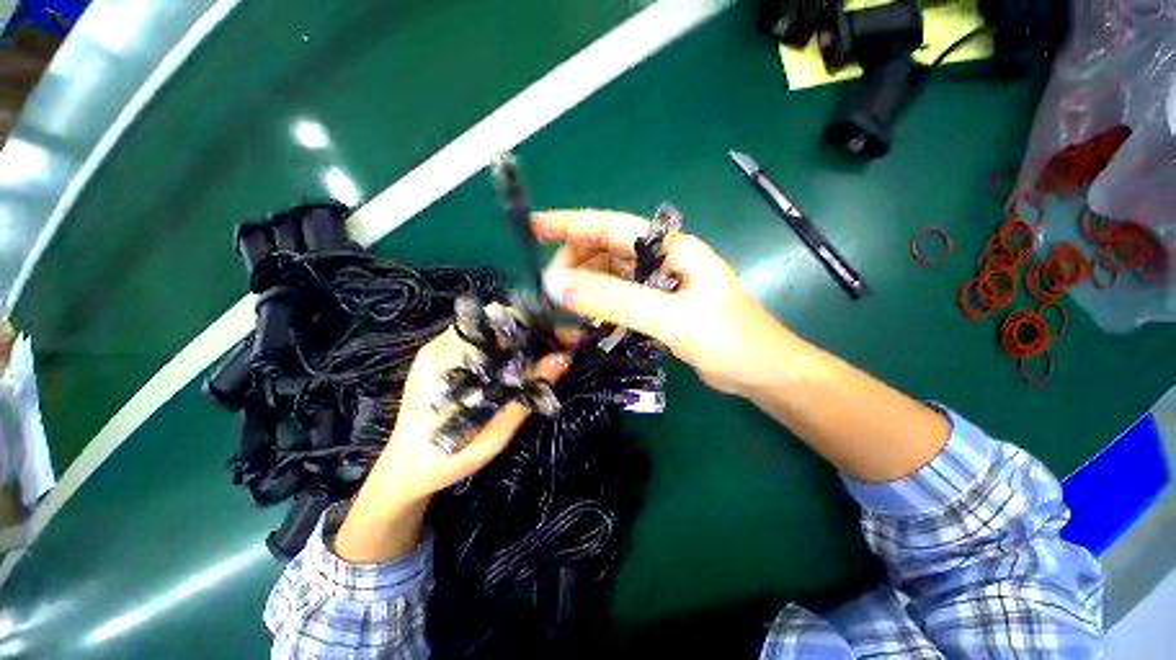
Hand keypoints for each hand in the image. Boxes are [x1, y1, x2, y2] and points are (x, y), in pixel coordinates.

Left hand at [334, 324, 569, 562]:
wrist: (406, 468)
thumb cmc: (447, 458)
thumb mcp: (492, 435)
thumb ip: (526, 396)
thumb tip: (562, 360)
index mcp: (444, 361)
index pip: (495, 323)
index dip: (533, 324)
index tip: (563, 335)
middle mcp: (440, 346)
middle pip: (496, 321)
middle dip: (533, 330)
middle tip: (562, 345)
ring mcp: (441, 349)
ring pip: (493, 329)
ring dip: (524, 338)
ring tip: (550, 352)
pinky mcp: (447, 356)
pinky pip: (486, 342)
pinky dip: (510, 347)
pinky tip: (525, 361)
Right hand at [533, 209, 793, 394]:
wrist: (761, 373)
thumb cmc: (727, 339)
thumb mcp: (669, 317)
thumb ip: (614, 300)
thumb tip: (557, 285)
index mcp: (671, 248)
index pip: (610, 225)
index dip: (570, 224)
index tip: (533, 226)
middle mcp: (662, 261)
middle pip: (607, 251)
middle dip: (575, 264)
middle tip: (551, 288)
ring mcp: (660, 286)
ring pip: (612, 277)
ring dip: (587, 289)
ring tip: (563, 308)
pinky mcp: (659, 309)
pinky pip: (621, 301)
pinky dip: (602, 309)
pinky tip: (588, 324)